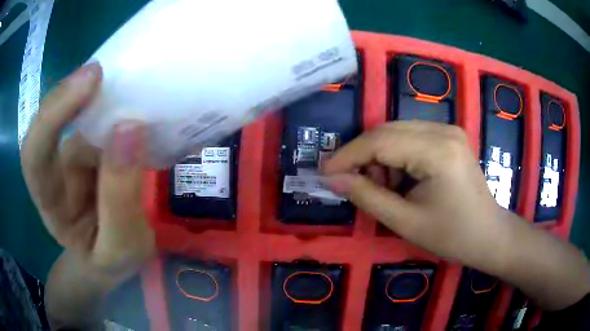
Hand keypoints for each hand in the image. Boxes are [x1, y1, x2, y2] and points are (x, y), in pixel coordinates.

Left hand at [21, 62, 154, 281]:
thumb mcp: (122, 247)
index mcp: (50, 204)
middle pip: (46, 121)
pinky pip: (96, 114)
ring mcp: (70, 154)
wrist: (114, 258)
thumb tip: (129, 128)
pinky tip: (127, 95)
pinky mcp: (90, 145)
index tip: (91, 83)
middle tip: (100, 72)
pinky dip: (111, 100)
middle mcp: (53, 171)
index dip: (51, 117)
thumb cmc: (113, 260)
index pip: (33, 156)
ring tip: (126, 85)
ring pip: (75, 112)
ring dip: (98, 94)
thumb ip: (120, 197)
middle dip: (68, 94)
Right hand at [322, 121, 511, 270]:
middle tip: (345, 181)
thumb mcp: (405, 222)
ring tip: (378, 186)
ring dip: (378, 155)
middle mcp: (443, 130)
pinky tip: (398, 178)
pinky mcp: (449, 135)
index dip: (347, 156)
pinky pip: (411, 136)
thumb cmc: (451, 235)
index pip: (380, 142)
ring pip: (397, 131)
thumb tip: (332, 180)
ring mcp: (448, 129)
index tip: (324, 173)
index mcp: (438, 151)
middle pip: (387, 131)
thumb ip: (366, 196)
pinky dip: (395, 154)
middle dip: (361, 155)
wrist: (488, 234)